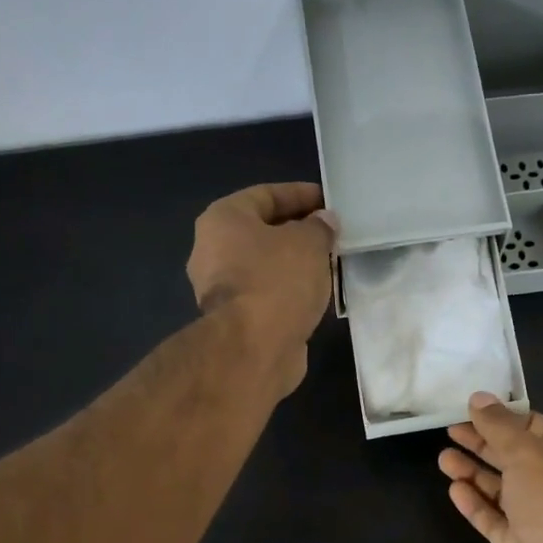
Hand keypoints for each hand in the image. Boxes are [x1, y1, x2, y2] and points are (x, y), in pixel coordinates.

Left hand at [187, 182, 336, 396]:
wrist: (255, 347)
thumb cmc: (278, 281)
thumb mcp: (308, 243)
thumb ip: (319, 227)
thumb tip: (324, 222)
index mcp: (223, 220)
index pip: (265, 195)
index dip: (299, 194)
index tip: (328, 201)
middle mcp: (212, 251)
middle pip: (261, 232)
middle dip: (296, 232)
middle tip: (330, 235)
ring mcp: (219, 290)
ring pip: (264, 267)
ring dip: (293, 265)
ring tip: (327, 265)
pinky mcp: (234, 322)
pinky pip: (266, 295)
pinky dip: (288, 292)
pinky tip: (313, 295)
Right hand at [438, 392, 542, 542]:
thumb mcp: (527, 452)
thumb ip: (499, 426)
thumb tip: (478, 397)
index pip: (541, 427)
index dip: (510, 418)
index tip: (477, 412)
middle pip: (517, 457)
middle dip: (485, 444)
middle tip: (451, 431)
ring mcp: (540, 518)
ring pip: (503, 489)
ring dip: (474, 473)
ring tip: (443, 459)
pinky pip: (495, 519)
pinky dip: (476, 504)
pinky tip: (454, 489)